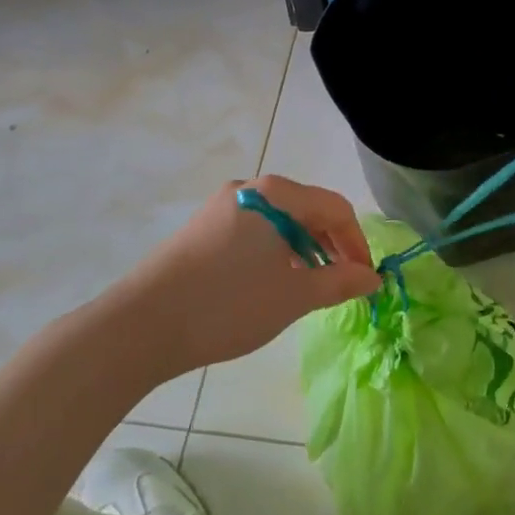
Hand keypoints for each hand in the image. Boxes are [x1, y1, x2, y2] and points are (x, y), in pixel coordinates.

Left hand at [104, 176, 379, 377]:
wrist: (142, 325)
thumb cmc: (229, 304)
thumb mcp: (294, 296)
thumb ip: (339, 282)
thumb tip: (372, 277)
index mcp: (276, 194)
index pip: (335, 208)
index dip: (357, 243)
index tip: (366, 279)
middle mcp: (250, 188)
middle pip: (307, 209)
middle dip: (331, 245)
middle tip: (342, 284)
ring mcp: (221, 206)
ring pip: (279, 221)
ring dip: (304, 250)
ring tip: (309, 286)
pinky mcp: (202, 228)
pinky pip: (253, 231)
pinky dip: (275, 252)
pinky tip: (271, 283)